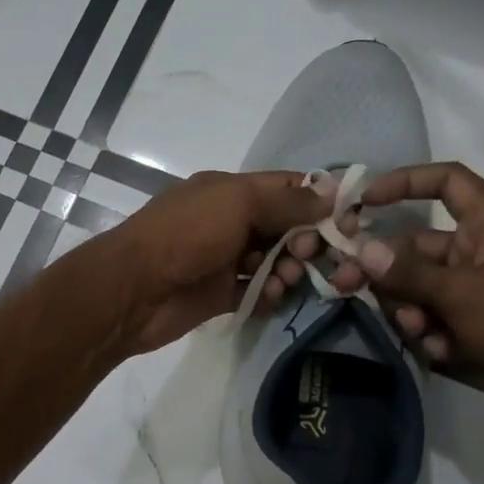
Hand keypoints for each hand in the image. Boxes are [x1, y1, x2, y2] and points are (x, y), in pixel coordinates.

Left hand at [100, 169, 334, 354]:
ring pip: (273, 261)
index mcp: (229, 191)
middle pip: (284, 227)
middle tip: (308, 254)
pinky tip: (270, 295)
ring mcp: (224, 259)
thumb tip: (331, 193)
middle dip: (305, 239)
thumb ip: (285, 200)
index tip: (350, 218)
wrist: (133, 289)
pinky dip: (268, 293)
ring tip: (286, 278)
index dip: (318, 200)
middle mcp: (228, 221)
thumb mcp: (236, 203)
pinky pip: (256, 291)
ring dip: (288, 269)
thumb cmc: (185, 234)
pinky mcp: (220, 294)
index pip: (285, 188)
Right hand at [330, 163, 483, 440]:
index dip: (404, 183)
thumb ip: (407, 272)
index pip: (446, 182)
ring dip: (410, 309)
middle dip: (386, 269)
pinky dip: (431, 333)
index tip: (364, 202)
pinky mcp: (477, 325)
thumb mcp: (462, 293)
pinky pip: (435, 317)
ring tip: (420, 332)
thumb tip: (361, 251)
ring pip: (420, 287)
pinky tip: (442, 352)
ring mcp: (480, 290)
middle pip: (418, 245)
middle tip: (345, 285)